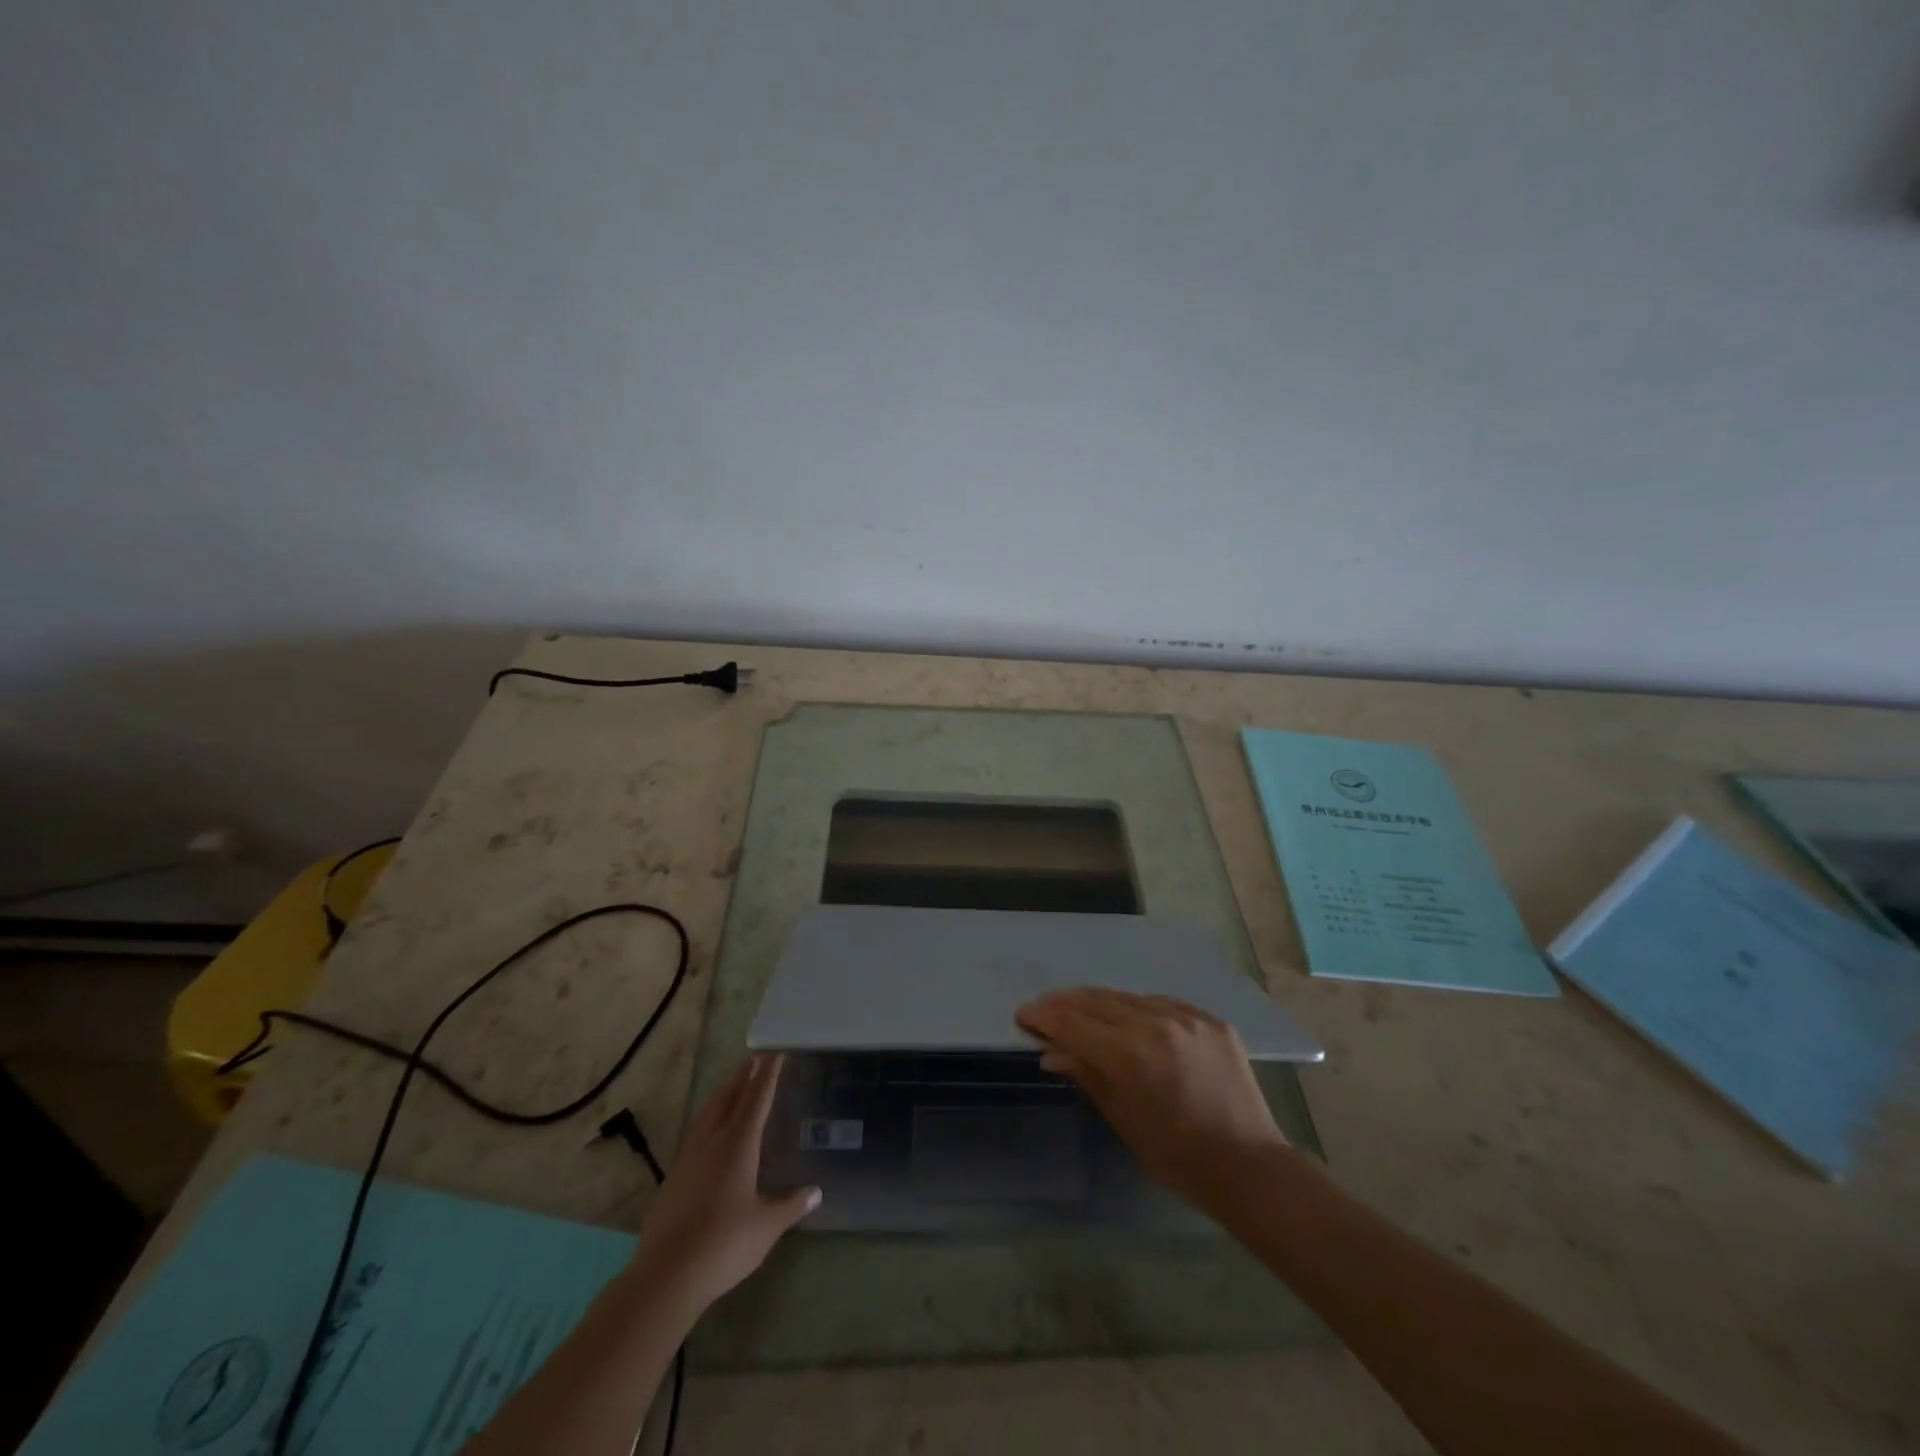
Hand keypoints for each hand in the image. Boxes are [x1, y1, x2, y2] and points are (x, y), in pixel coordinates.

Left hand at [629, 1054, 819, 1312]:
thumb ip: (791, 1205)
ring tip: (734, 1085)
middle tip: (756, 1060)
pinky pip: (695, 1131)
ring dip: (723, 1093)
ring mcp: (688, 1157)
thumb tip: (816, 1192)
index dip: (768, 1075)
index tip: (776, 1053)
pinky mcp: (673, 1176)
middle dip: (744, 1077)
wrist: (666, 1275)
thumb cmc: (724, 1244)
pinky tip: (710, 1130)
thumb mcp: (767, 1227)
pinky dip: (709, 1118)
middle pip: (729, 1097)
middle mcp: (712, 1141)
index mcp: (738, 1144)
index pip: (757, 1099)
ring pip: (708, 1112)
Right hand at [1016, 988, 1287, 1212]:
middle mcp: (1157, 1023)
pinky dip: (1138, 1008)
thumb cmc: (1177, 1156)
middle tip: (1042, 1007)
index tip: (1023, 1013)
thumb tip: (1051, 1051)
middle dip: (1065, 1003)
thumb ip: (1087, 1074)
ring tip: (1078, 1007)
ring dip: (1099, 1002)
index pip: (1074, 1024)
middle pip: (1097, 1002)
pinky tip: (1127, 1016)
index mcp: (1131, 1054)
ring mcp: (1187, 1017)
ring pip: (1129, 997)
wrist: (1249, 1166)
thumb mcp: (1123, 1118)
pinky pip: (1162, 1004)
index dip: (1044, 1017)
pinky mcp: (1210, 1019)